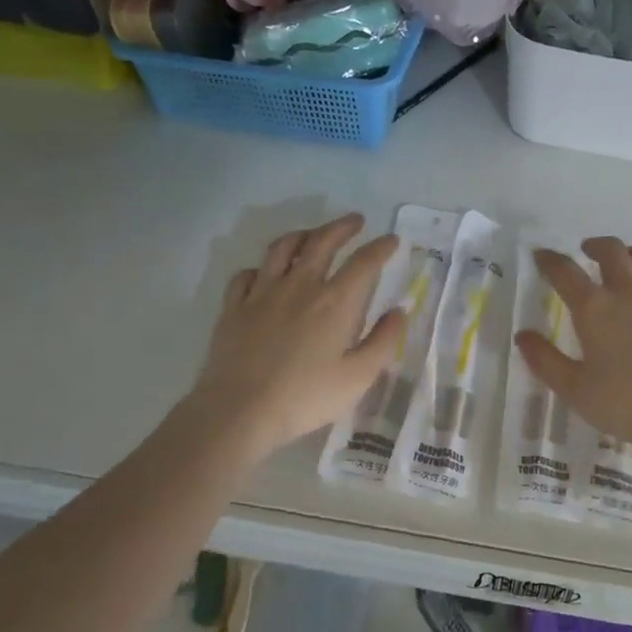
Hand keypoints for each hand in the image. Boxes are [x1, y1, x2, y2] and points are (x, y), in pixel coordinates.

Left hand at [188, 214, 404, 460]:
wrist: (240, 410)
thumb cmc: (306, 397)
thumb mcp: (358, 377)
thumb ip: (383, 341)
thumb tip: (398, 312)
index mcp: (334, 302)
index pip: (363, 262)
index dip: (380, 247)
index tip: (391, 240)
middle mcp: (299, 286)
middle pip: (321, 243)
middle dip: (342, 228)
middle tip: (355, 222)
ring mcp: (262, 293)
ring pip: (282, 249)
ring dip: (302, 235)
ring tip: (312, 234)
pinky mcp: (233, 307)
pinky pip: (246, 275)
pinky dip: (260, 267)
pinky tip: (264, 274)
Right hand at [515, 237, 631, 461]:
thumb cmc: (627, 404)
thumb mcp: (575, 390)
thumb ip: (546, 361)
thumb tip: (523, 336)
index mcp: (595, 310)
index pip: (566, 273)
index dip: (550, 261)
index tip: (541, 256)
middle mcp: (631, 294)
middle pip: (613, 251)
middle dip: (596, 246)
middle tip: (587, 252)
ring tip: (627, 262)